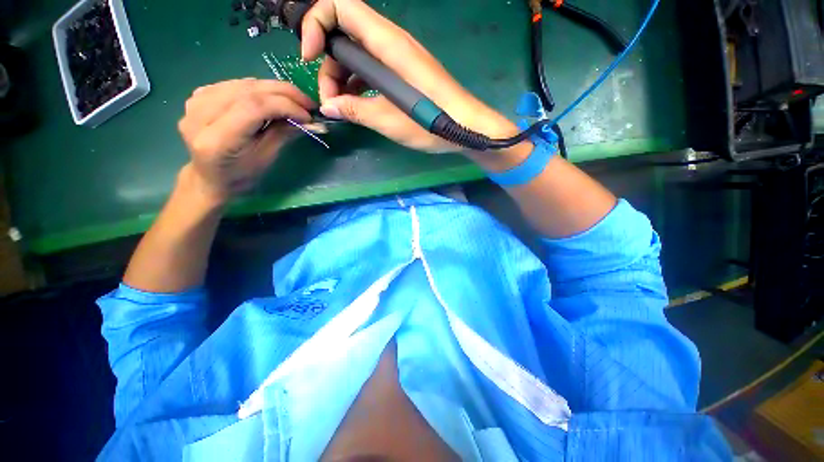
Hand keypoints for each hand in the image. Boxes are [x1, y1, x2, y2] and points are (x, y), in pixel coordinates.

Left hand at [177, 79, 314, 201]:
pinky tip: (271, 97)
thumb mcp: (266, 158)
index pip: (253, 107)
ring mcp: (196, 102)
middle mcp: (200, 115)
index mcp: (216, 139)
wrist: (211, 176)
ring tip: (295, 100)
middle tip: (308, 102)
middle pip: (248, 90)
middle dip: (284, 93)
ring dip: (274, 89)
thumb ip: (282, 133)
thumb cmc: (241, 175)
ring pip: (243, 84)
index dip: (284, 105)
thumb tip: (306, 118)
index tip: (308, 115)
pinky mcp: (199, 95)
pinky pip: (235, 84)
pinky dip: (258, 88)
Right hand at [301, 0, 524, 153]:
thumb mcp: (389, 120)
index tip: (308, 57)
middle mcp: (391, 43)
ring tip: (344, 109)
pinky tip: (358, 106)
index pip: (340, 6)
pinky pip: (371, 70)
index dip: (315, 22)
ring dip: (342, 79)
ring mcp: (397, 58)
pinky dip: (358, 85)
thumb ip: (356, 110)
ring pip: (357, 55)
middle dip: (329, 64)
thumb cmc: (431, 122)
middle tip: (331, 101)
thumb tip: (329, 107)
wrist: (465, 127)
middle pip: (344, 33)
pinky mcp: (402, 73)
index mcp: (388, 45)